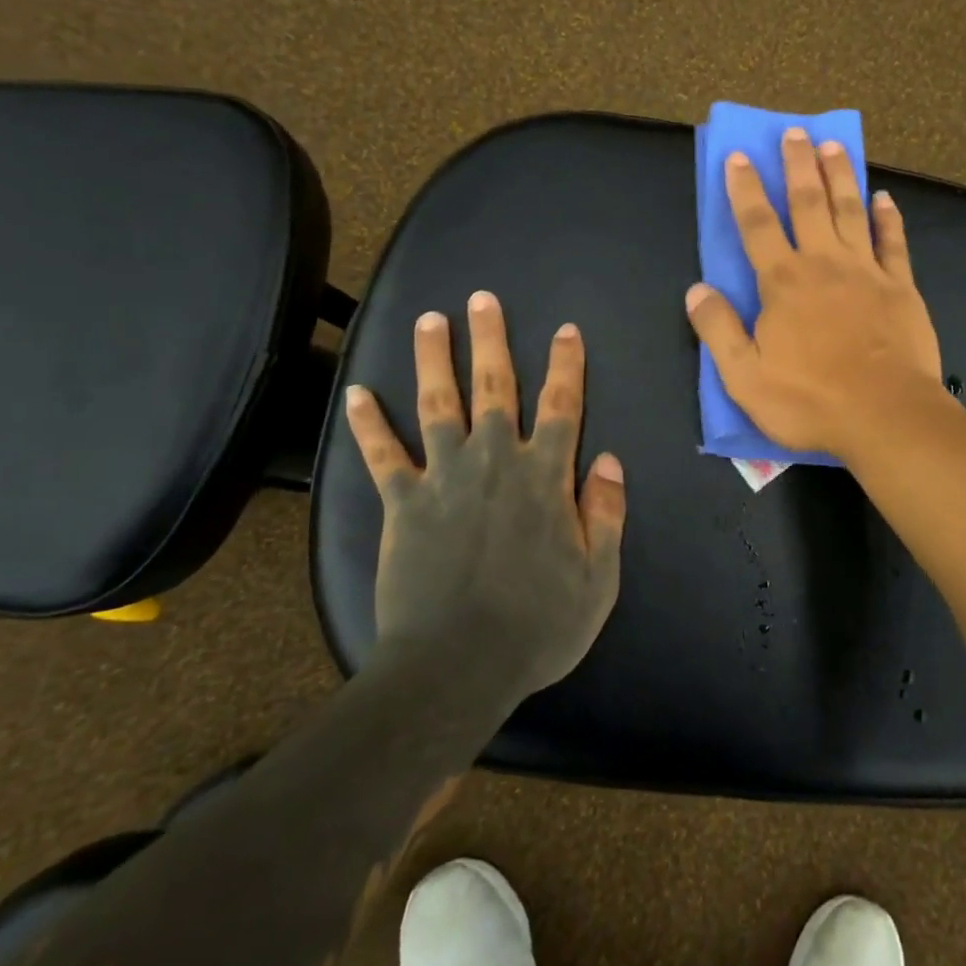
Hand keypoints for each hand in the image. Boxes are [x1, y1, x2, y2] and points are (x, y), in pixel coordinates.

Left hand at [344, 291, 624, 696]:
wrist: (457, 667)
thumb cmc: (538, 625)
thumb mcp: (598, 576)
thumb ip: (605, 513)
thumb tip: (609, 460)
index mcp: (545, 476)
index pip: (561, 406)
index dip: (566, 365)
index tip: (565, 330)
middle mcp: (495, 461)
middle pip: (495, 387)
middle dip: (491, 340)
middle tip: (482, 299)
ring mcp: (444, 477)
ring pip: (439, 403)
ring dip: (434, 358)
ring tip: (429, 319)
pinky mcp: (403, 503)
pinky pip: (381, 455)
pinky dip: (367, 424)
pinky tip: (355, 392)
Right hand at [686, 127, 943, 460]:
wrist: (885, 415)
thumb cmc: (810, 400)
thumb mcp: (744, 377)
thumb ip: (718, 330)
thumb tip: (696, 290)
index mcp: (783, 282)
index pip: (757, 224)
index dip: (745, 189)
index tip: (739, 156)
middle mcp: (823, 264)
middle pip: (807, 203)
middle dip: (798, 165)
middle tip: (794, 131)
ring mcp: (867, 271)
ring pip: (850, 211)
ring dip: (840, 176)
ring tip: (833, 145)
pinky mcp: (901, 287)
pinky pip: (893, 243)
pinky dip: (888, 218)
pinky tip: (884, 198)